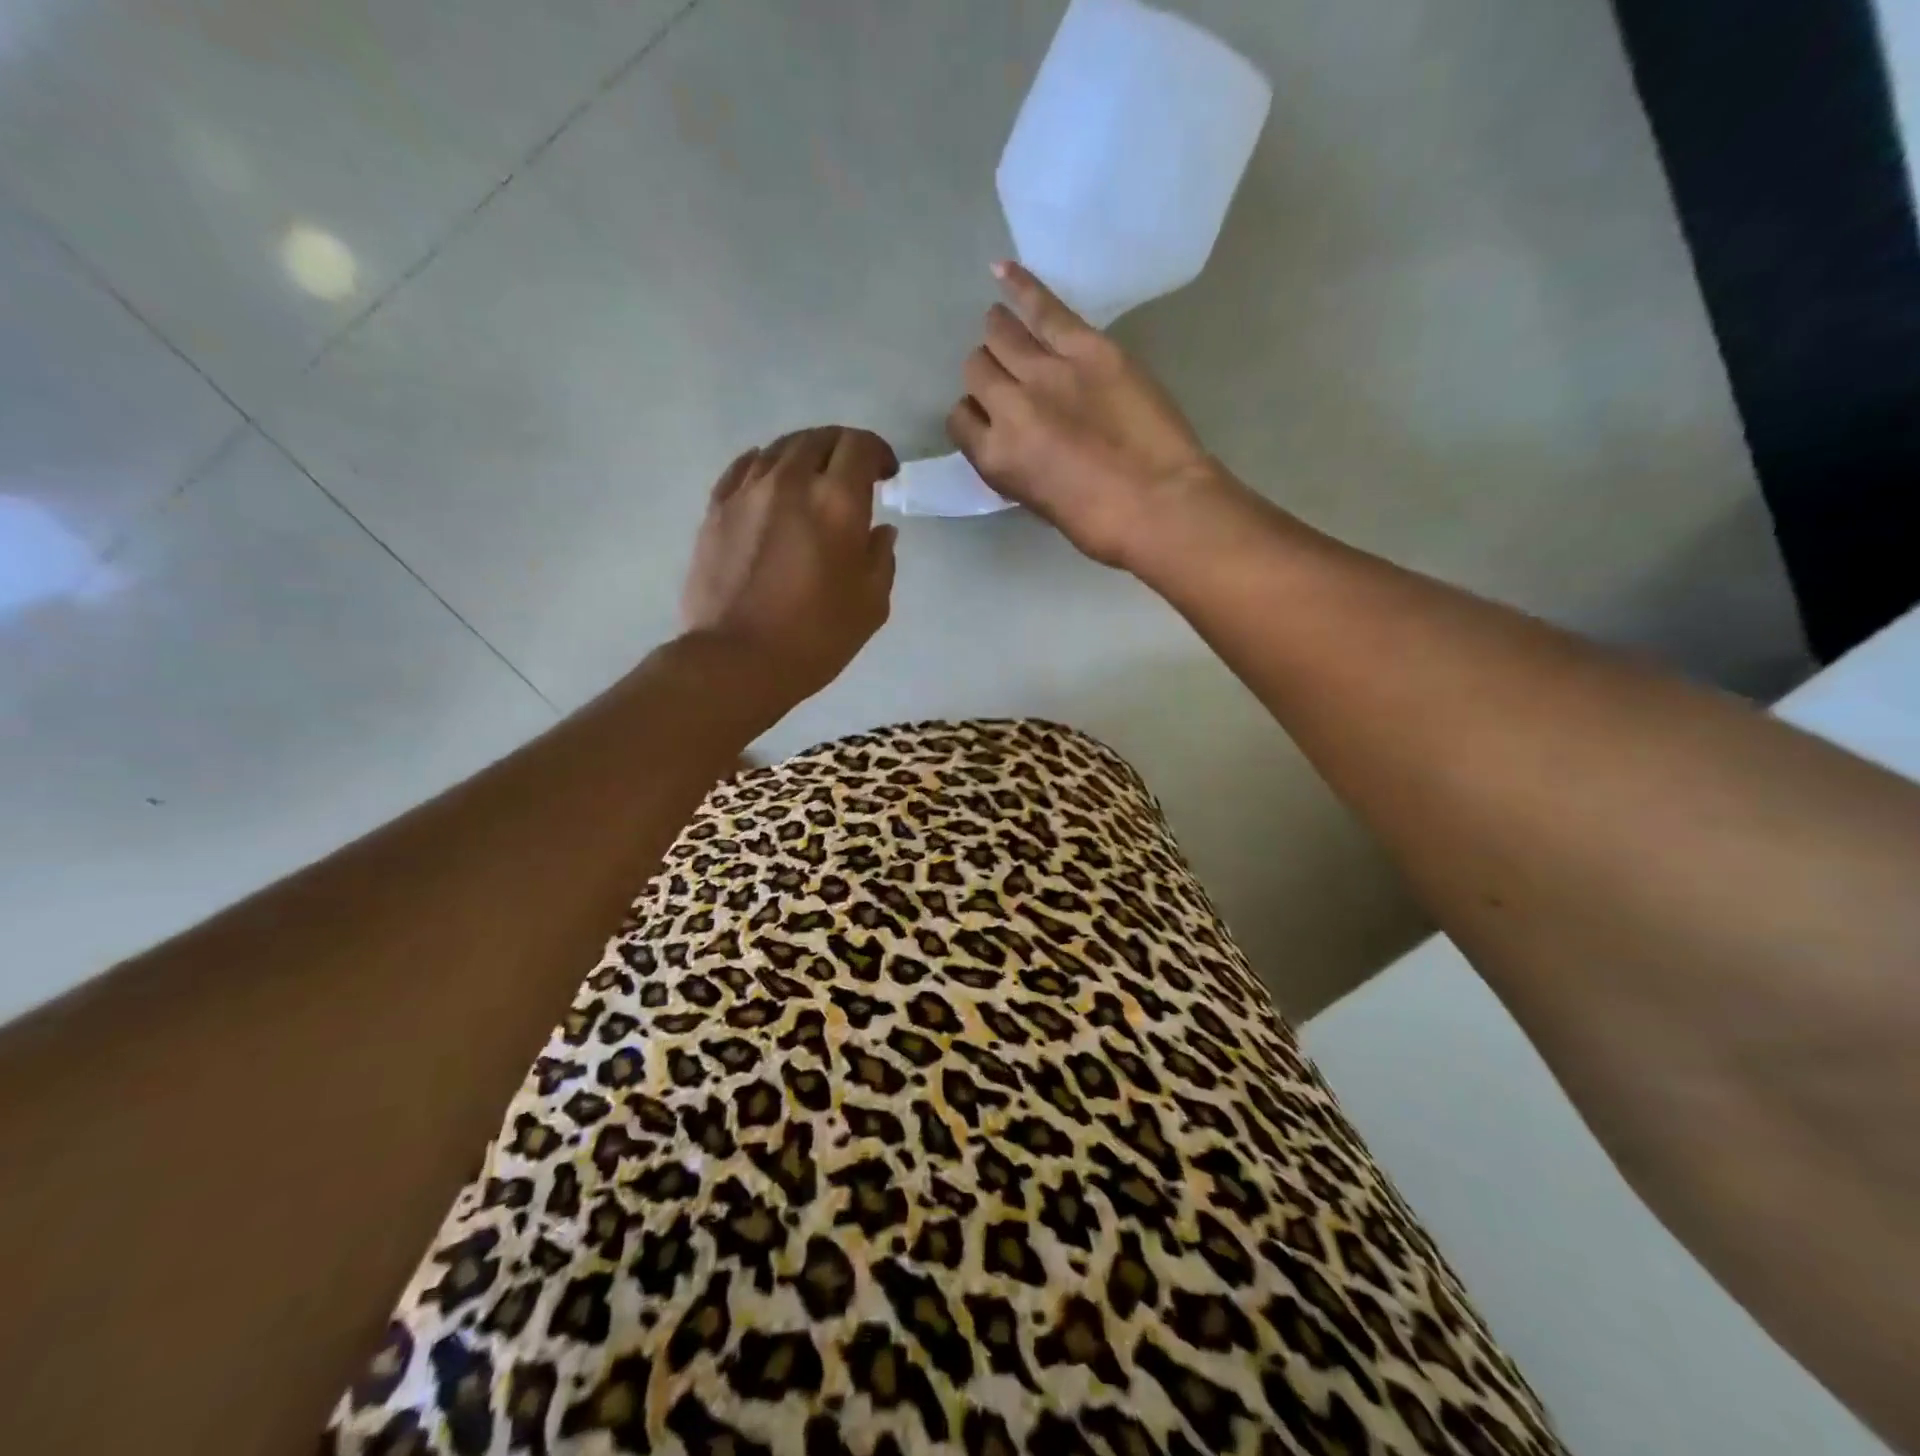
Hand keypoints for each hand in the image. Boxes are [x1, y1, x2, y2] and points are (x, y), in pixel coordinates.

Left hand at [681, 426, 898, 707]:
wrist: (737, 661)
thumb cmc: (816, 637)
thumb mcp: (871, 604)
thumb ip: (881, 557)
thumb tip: (880, 530)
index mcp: (836, 502)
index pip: (859, 446)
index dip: (878, 452)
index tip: (886, 474)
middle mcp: (790, 482)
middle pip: (818, 438)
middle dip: (842, 449)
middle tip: (853, 475)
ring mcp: (746, 493)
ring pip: (779, 449)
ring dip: (804, 454)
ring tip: (812, 478)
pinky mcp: (715, 510)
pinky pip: (742, 469)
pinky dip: (764, 465)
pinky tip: (770, 478)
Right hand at [945, 261, 1219, 568]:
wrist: (1159, 504)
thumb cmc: (1101, 525)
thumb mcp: (1041, 504)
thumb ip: (1019, 465)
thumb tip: (1019, 442)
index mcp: (995, 458)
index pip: (961, 420)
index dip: (975, 415)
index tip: (991, 417)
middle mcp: (1008, 408)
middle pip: (977, 371)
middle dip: (987, 374)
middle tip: (1008, 377)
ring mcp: (1046, 372)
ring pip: (1000, 335)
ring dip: (999, 332)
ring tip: (1005, 327)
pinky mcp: (1087, 347)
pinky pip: (1043, 307)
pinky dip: (1020, 286)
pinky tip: (1003, 271)